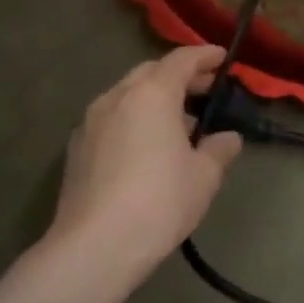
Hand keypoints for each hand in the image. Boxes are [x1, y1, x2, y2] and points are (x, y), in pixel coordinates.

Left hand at [45, 46, 241, 287]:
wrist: (95, 246)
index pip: (182, 60)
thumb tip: (227, 139)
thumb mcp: (204, 176)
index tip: (223, 58)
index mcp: (152, 95)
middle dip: (180, 76)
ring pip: (128, 95)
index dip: (205, 56)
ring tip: (180, 122)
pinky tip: (148, 146)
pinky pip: (112, 119)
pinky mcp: (77, 149)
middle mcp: (117, 98)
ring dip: (155, 99)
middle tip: (206, 89)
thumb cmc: (160, 201)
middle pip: (151, 72)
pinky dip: (134, 119)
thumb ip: (219, 149)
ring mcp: (91, 122)